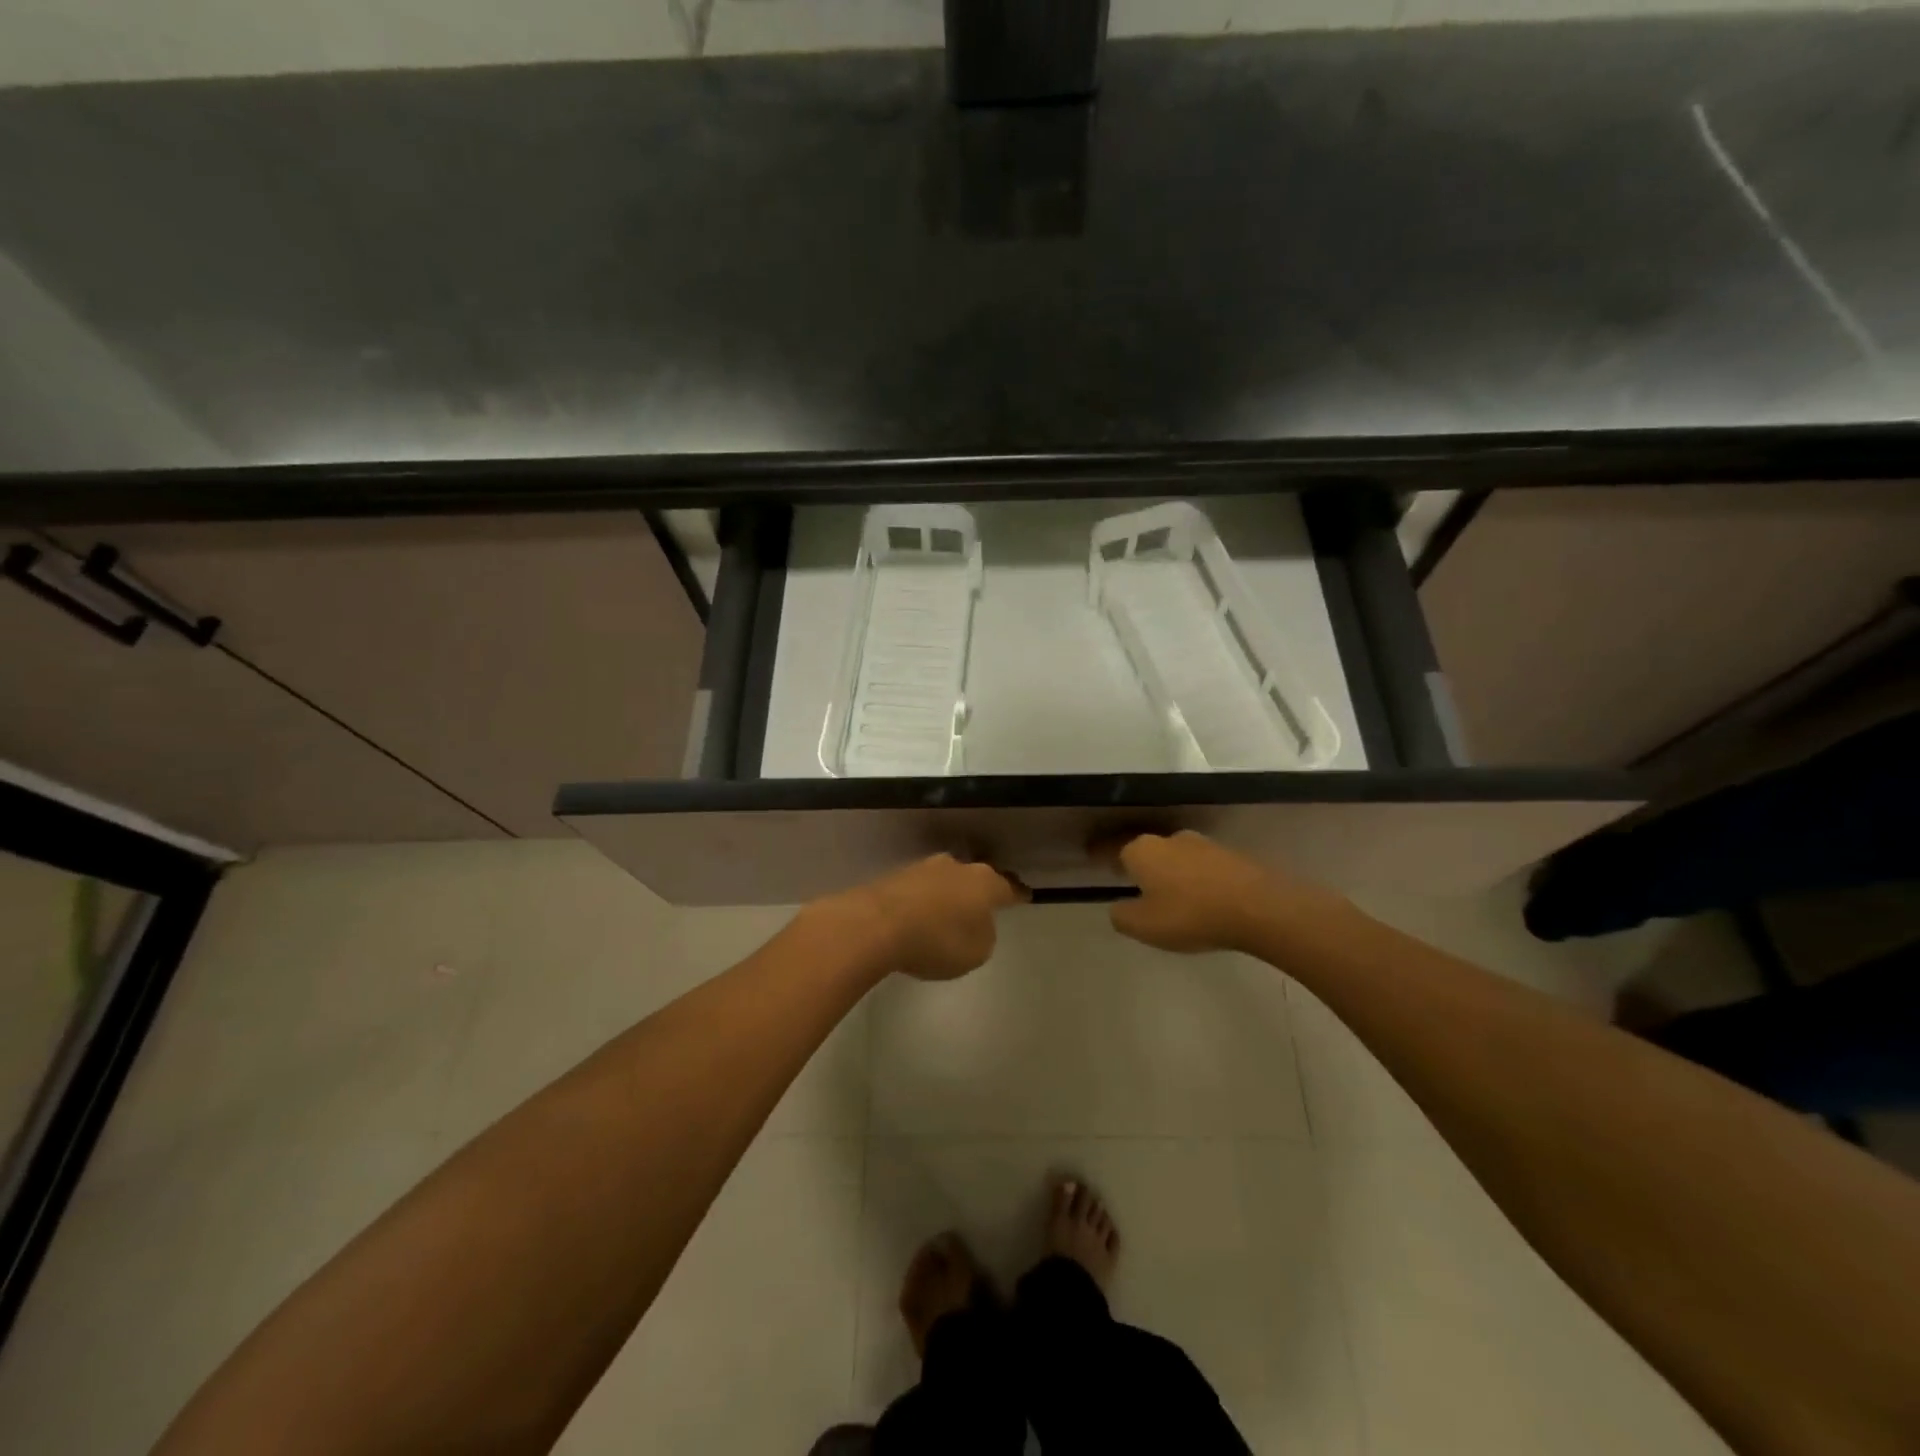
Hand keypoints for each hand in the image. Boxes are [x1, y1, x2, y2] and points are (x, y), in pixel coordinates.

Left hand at [823, 855, 1025, 981]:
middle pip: (976, 877)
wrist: (877, 924)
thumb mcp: (976, 951)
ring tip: (950, 912)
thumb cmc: (938, 940)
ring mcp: (924, 868)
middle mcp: (957, 867)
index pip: (1008, 887)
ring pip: (947, 879)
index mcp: (984, 883)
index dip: (1017, 894)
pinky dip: (925, 901)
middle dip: (980, 890)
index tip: (1026, 895)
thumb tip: (976, 923)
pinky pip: (921, 889)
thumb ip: (984, 935)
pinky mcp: (897, 877)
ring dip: (950, 894)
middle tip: (984, 904)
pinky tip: (921, 916)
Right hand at [1108, 831, 1343, 953]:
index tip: (1095, 860)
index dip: (1101, 856)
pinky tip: (1199, 897)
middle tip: (1133, 883)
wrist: (1259, 908)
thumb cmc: (1191, 915)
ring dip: (1169, 872)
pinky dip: (1194, 879)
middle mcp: (1169, 840)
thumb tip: (1118, 907)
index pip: (1113, 849)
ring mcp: (1202, 845)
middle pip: (1145, 850)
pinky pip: (1200, 867)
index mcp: (1141, 851)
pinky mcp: (1230, 856)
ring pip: (1174, 857)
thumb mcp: (1144, 926)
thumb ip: (1122, 916)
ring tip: (1168, 894)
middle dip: (1138, 865)